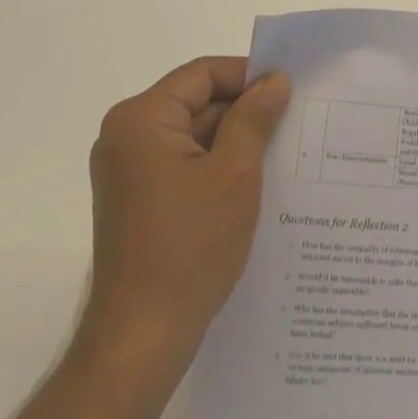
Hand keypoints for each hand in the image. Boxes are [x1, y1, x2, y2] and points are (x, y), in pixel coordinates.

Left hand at [80, 57, 291, 359]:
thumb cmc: (188, 248)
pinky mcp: (136, 200)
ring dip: (232, 141)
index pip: (202, 74)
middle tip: (291, 121)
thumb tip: (275, 80)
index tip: (287, 90)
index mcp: (140, 119)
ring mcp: (128, 171)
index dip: (247, 76)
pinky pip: (182, 163)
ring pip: (192, 135)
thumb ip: (255, 117)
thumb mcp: (234, 173)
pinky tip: (251, 183)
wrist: (140, 343)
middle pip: (196, 102)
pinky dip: (214, 166)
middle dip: (242, 111)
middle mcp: (126, 136)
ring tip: (279, 152)